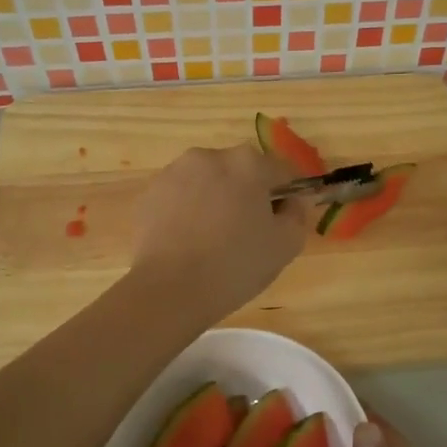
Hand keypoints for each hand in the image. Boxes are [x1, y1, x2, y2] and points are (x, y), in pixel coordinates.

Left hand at [130, 144, 311, 321]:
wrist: (168, 289)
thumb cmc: (235, 265)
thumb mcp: (286, 245)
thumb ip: (298, 214)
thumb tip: (293, 200)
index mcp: (248, 163)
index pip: (282, 172)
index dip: (288, 196)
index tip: (283, 222)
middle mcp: (210, 156)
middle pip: (241, 172)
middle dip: (248, 195)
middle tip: (248, 234)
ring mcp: (174, 172)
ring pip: (208, 182)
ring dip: (216, 201)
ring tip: (213, 240)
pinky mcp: (149, 193)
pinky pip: (180, 197)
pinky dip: (188, 212)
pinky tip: (188, 243)